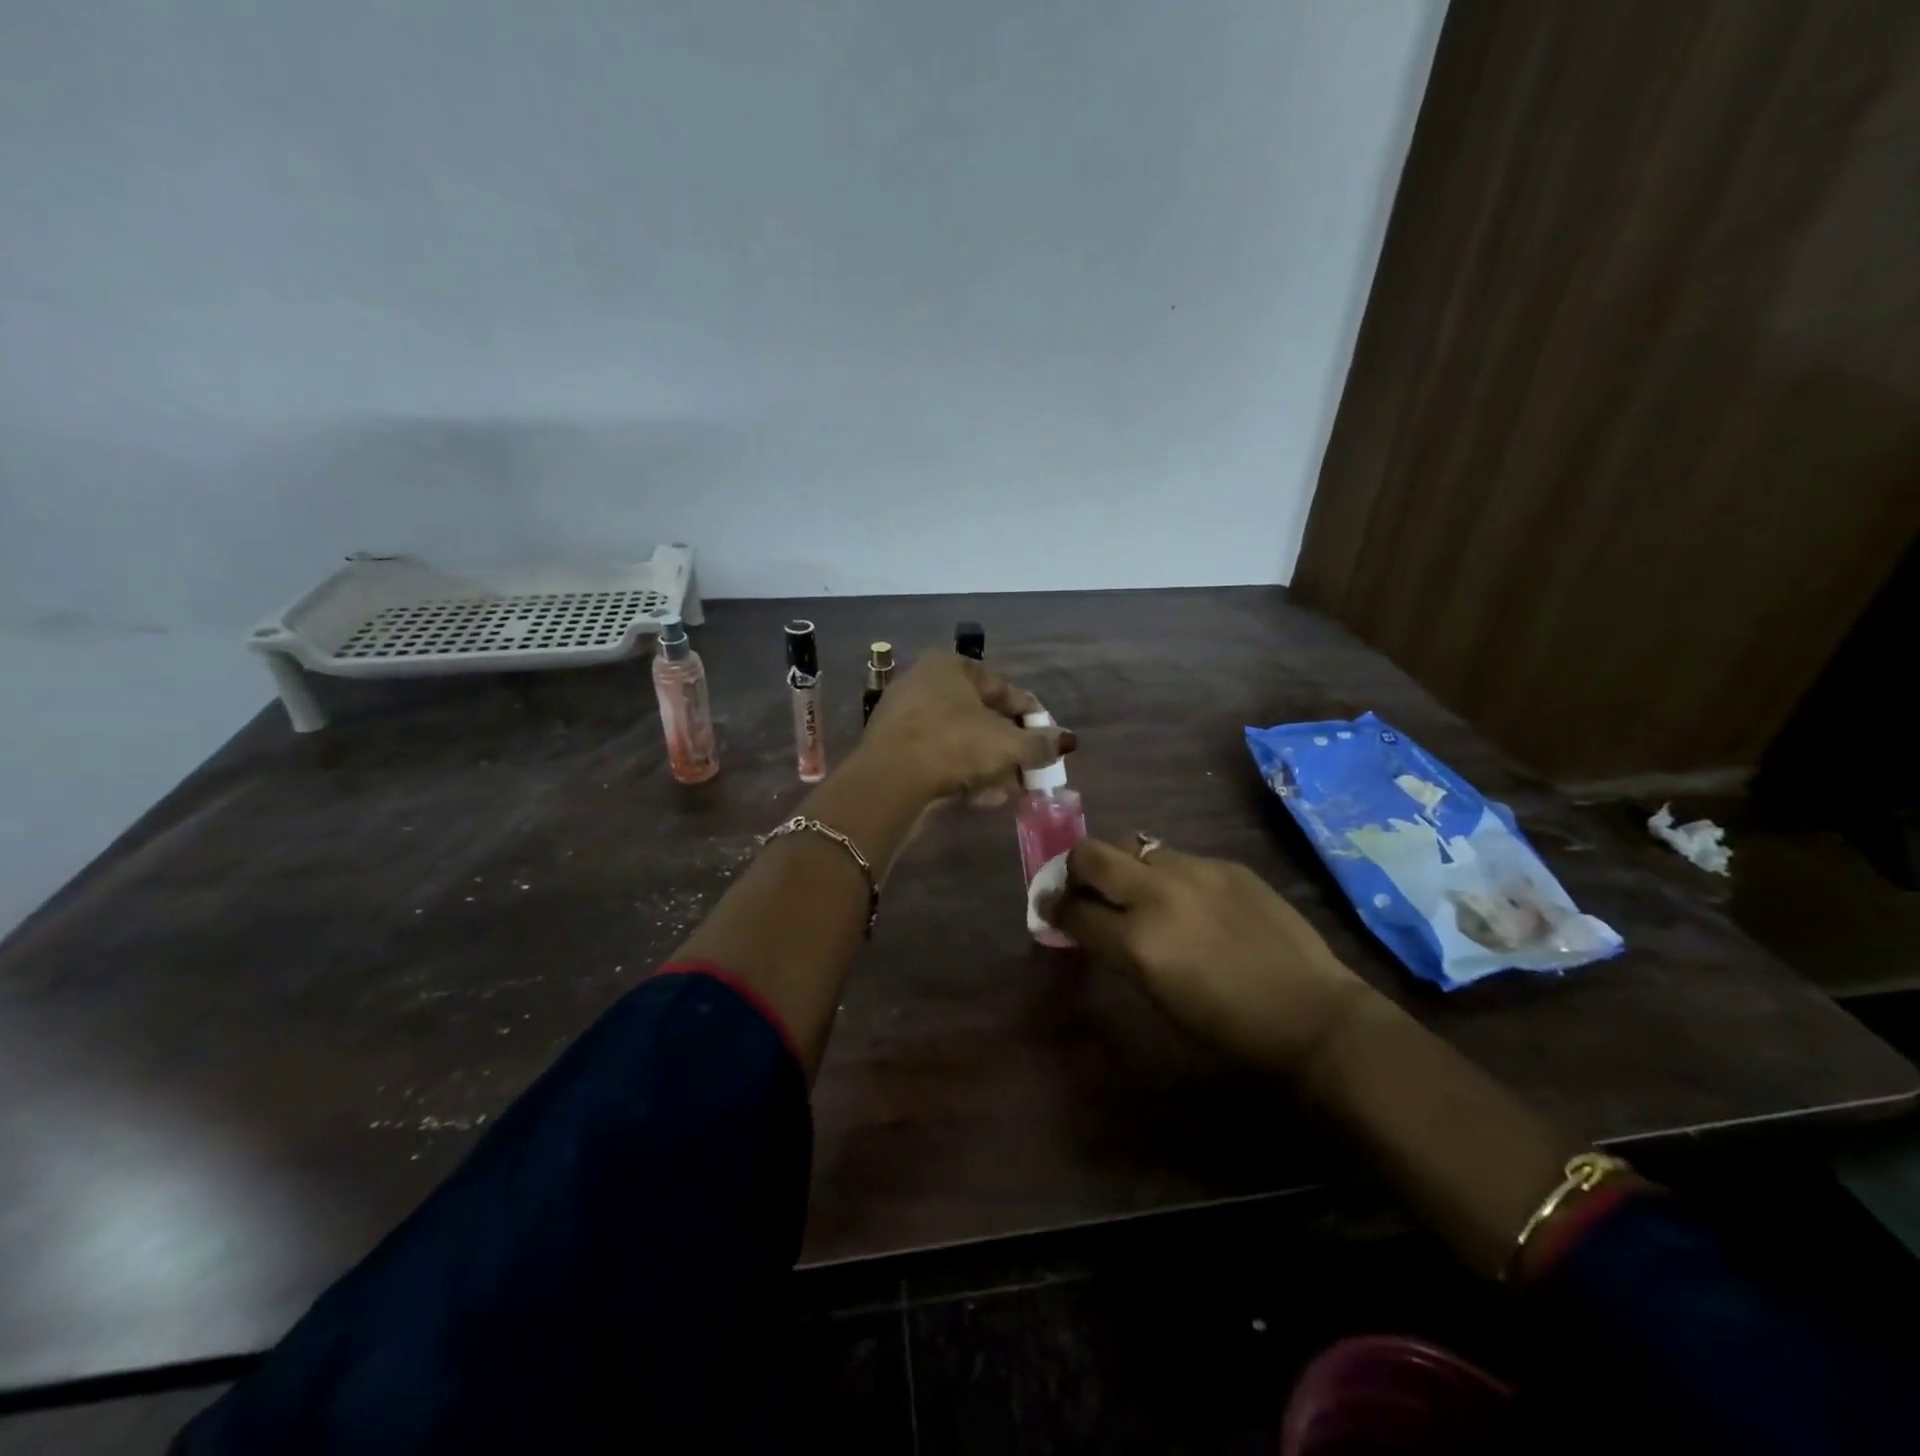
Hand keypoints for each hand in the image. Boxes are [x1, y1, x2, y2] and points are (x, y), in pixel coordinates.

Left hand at [860, 651, 1072, 804]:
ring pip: (959, 740)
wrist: (890, 781)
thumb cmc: (955, 745)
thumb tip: (1064, 742)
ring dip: (989, 764)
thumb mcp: (1008, 745)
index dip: (1030, 715)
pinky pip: (938, 757)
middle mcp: (923, 683)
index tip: (1049, 738)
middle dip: (1008, 745)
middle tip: (1031, 768)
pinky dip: (962, 773)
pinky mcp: (893, 750)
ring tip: (1013, 789)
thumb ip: (1040, 743)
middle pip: (979, 715)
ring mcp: (904, 717)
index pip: (1002, 687)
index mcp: (949, 666)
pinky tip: (985, 797)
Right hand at [1045, 839, 1372, 1076]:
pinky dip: (1167, 873)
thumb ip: (1119, 950)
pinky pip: (1178, 857)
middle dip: (1075, 868)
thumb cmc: (1228, 1026)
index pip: (1072, 908)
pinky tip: (1189, 899)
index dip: (1053, 906)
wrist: (1311, 1013)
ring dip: (1123, 865)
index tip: (1049, 906)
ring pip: (1133, 845)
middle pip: (1090, 854)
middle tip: (1083, 885)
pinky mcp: (1225, 864)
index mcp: (1136, 940)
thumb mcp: (1157, 994)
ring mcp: (1194, 871)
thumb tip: (1091, 924)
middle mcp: (1156, 894)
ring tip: (1137, 888)